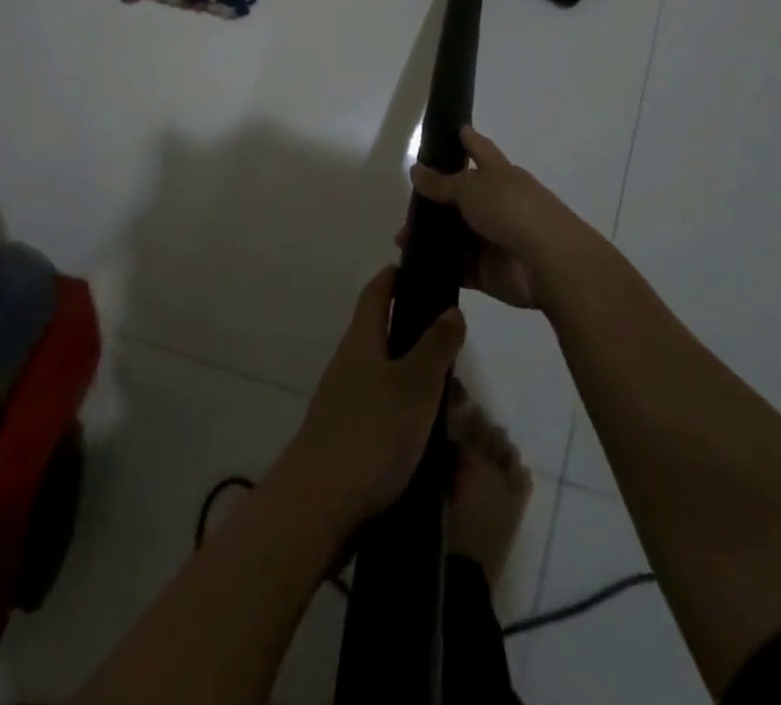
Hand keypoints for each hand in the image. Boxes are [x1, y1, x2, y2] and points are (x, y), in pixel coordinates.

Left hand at [280, 267, 464, 526]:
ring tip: (460, 431)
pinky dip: (417, 436)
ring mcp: (349, 405)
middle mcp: (352, 366)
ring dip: (428, 402)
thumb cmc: (371, 434)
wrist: (318, 508)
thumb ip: (436, 346)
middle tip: (461, 375)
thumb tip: (450, 308)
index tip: (424, 271)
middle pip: (393, 342)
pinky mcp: (352, 443)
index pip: (378, 291)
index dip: (397, 276)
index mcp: (363, 340)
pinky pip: (392, 426)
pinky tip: (442, 466)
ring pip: (398, 389)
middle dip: (429, 356)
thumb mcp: (415, 385)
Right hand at [405, 127, 592, 309]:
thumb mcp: (471, 188)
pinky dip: (439, 265)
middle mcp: (496, 204)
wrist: (546, 262)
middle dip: (434, 199)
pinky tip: (414, 263)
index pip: (479, 149)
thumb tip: (416, 170)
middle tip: (404, 201)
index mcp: (499, 175)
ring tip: (401, 238)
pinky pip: (458, 267)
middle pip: (461, 196)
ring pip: (455, 233)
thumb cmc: (511, 210)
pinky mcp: (487, 271)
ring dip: (431, 235)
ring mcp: (492, 238)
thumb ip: (442, 183)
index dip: (466, 138)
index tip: (452, 128)